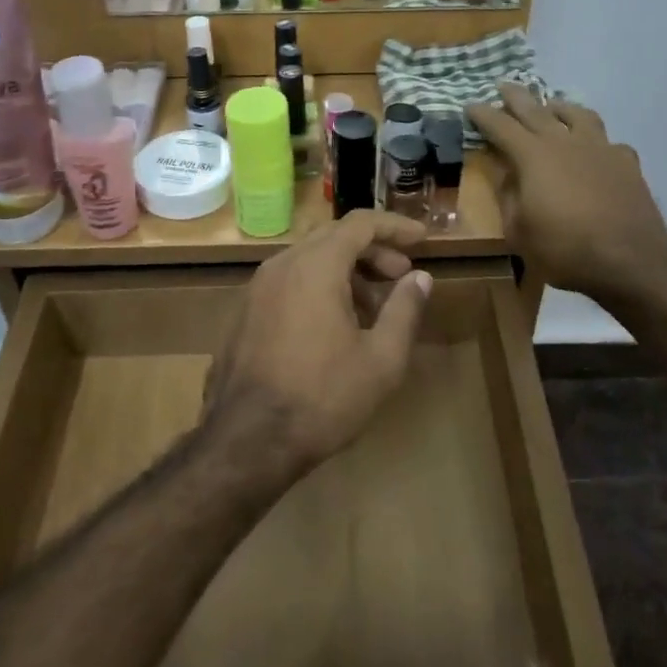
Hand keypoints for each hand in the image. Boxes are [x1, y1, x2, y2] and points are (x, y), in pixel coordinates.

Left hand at [204, 211, 431, 475]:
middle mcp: (282, 264)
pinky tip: (335, 324)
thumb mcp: (380, 359)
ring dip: (346, 270)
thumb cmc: (322, 398)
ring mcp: (257, 287)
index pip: (360, 224)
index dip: (394, 226)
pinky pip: (289, 281)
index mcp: (315, 266)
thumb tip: (420, 278)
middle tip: (401, 274)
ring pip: (309, 259)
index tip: (421, 239)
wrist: (246, 441)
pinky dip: (319, 286)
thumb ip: (404, 310)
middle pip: (333, 237)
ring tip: (372, 306)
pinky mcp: (245, 311)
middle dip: (372, 250)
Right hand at [467, 85, 666, 310]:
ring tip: (553, 107)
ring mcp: (599, 148)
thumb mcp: (518, 230)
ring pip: (577, 114)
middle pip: (536, 109)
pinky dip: (596, 142)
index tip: (470, 105)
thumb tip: (505, 174)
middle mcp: (564, 141)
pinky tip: (595, 151)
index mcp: (533, 155)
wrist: (630, 260)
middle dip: (516, 96)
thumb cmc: (564, 248)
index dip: (483, 114)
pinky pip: (608, 142)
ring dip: (559, 107)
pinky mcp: (626, 162)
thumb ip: (508, 196)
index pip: (500, 126)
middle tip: (504, 86)